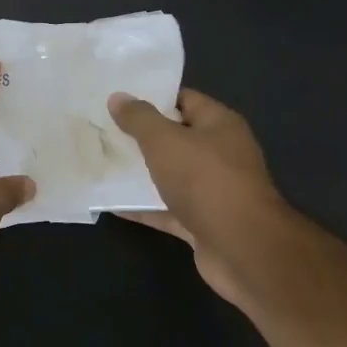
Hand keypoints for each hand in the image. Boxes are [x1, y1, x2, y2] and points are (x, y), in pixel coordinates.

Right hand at [107, 88, 292, 309]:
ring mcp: (213, 191)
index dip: (153, 98)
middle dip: (141, 136)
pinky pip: (167, 209)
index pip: (185, 100)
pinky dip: (143, 207)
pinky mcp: (203, 223)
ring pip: (171, 175)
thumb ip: (139, 118)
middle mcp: (220, 154)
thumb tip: (118, 97)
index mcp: (219, 125)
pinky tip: (112, 204)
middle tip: (103, 130)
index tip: (119, 100)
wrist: (243, 249)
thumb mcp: (164, 140)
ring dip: (141, 173)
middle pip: (176, 139)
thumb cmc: (205, 180)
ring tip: (103, 163)